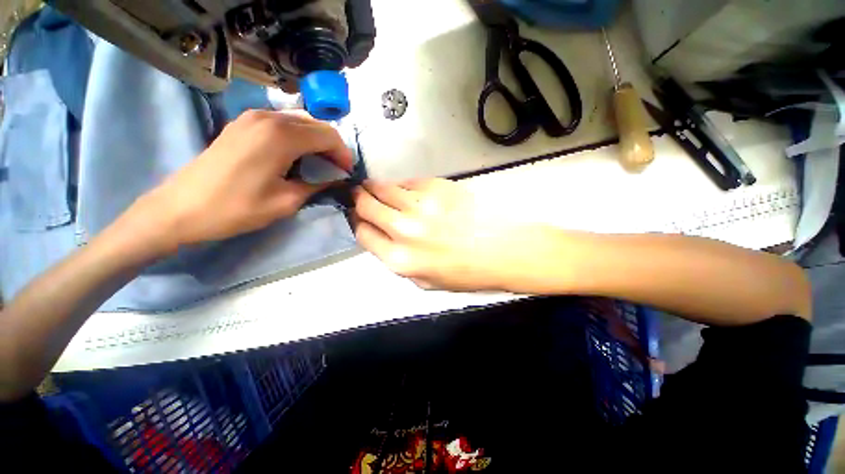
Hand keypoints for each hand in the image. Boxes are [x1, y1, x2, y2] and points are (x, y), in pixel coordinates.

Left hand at [122, 110, 352, 253]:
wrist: (180, 208)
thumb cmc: (236, 208)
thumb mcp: (287, 202)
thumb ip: (317, 185)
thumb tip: (335, 178)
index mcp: (282, 136)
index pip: (329, 136)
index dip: (344, 154)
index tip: (347, 173)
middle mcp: (269, 117)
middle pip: (316, 125)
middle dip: (332, 147)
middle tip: (336, 169)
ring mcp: (252, 117)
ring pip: (300, 121)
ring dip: (316, 141)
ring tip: (320, 163)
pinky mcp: (242, 123)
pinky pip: (281, 123)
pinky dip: (298, 137)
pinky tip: (296, 155)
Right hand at [353, 178, 541, 291]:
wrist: (506, 250)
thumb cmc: (468, 272)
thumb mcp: (427, 282)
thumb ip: (399, 262)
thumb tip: (383, 238)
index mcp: (400, 260)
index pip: (363, 233)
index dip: (358, 223)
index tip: (360, 217)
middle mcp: (404, 230)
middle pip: (366, 205)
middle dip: (360, 199)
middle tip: (362, 196)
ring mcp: (420, 205)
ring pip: (383, 187)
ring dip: (376, 187)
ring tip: (378, 188)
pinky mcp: (436, 186)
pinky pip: (408, 181)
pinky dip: (403, 185)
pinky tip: (409, 191)